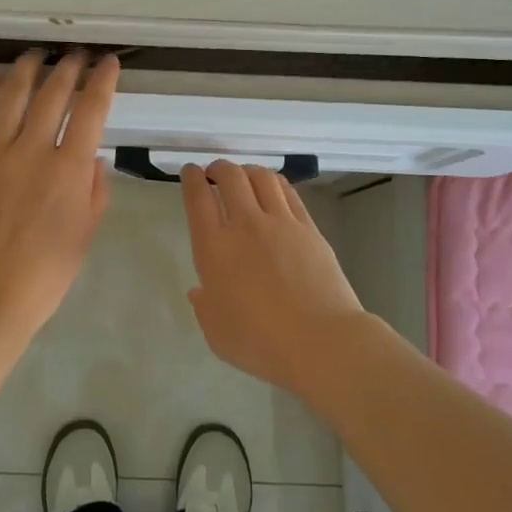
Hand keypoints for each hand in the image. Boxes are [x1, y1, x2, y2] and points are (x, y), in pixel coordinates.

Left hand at [0, 50, 119, 338]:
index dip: (102, 81)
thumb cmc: (45, 275)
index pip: (91, 111)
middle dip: (68, 68)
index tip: (109, 62)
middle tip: (75, 55)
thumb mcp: (85, 234)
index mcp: (68, 170)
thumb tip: (94, 156)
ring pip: (12, 98)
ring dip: (27, 70)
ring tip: (35, 54)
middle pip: (53, 95)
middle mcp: (32, 152)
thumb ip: (94, 191)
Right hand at [179, 160, 364, 394]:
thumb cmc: (260, 343)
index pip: (198, 198)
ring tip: (244, 177)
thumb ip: (204, 307)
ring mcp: (280, 223)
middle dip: (219, 168)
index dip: (192, 179)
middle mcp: (245, 225)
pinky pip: (288, 192)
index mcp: (214, 248)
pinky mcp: (309, 228)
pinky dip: (275, 183)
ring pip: (261, 177)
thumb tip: (200, 291)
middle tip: (215, 173)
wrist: (320, 341)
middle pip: (230, 177)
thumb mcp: (217, 333)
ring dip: (247, 171)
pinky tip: (273, 188)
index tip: (190, 172)